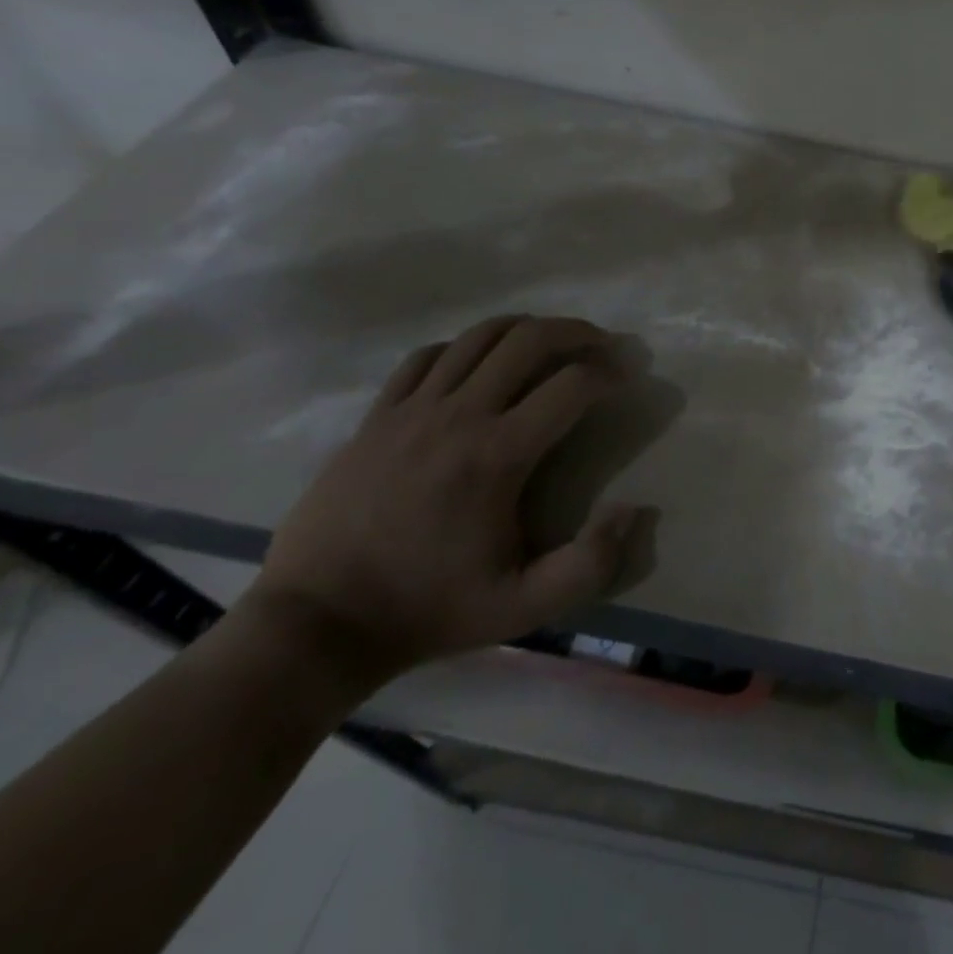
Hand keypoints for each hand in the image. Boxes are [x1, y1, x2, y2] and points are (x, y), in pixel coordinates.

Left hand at [244, 315, 649, 689]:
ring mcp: (412, 410)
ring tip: (553, 343)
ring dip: (527, 329)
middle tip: (605, 344)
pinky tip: (481, 364)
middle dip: (579, 332)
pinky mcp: (378, 416)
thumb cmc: (429, 611)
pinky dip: (466, 347)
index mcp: (497, 455)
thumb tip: (635, 510)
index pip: (572, 385)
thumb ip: (591, 564)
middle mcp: (458, 416)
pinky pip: (428, 357)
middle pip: (529, 340)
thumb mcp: (524, 608)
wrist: (317, 624)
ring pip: (479, 337)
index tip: (633, 376)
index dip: (613, 372)